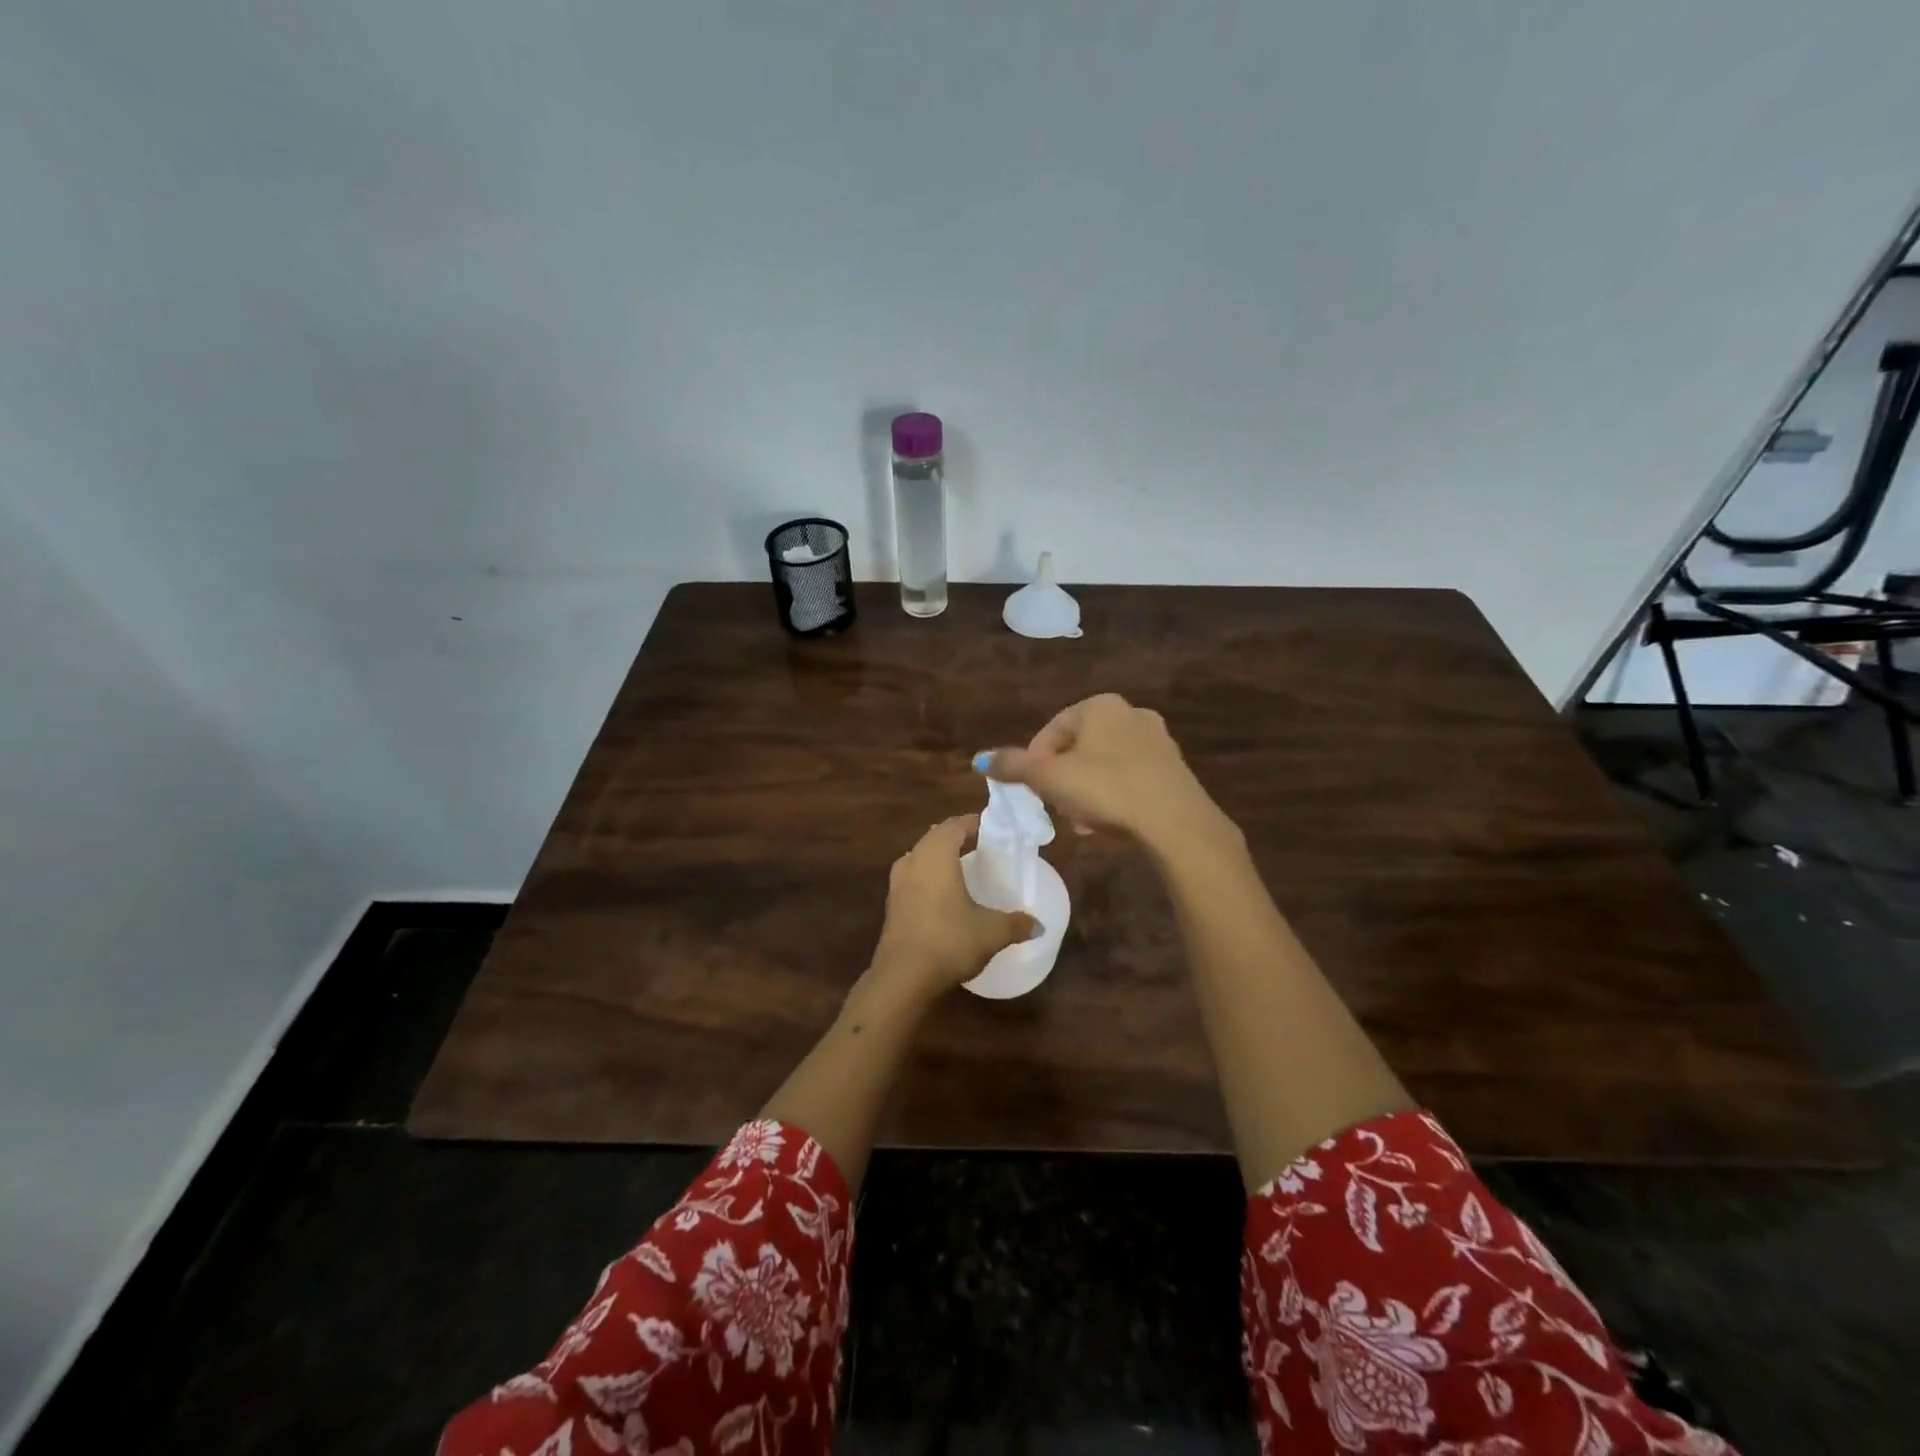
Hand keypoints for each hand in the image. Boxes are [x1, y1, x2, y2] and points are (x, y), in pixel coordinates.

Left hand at [866, 815, 1039, 1002]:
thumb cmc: (949, 941)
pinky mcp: (891, 904)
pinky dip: (928, 877)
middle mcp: (913, 860)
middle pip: (935, 837)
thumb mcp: (991, 932)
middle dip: (957, 837)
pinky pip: (912, 877)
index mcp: (936, 855)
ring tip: (962, 867)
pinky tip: (943, 894)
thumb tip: (1039, 925)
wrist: (902, 977)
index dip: (974, 823)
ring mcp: (897, 883)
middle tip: (982, 845)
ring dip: (939, 857)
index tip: (993, 829)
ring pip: (920, 856)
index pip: (955, 825)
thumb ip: (1016, 924)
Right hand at [982, 694, 1226, 848]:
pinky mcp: (1173, 769)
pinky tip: (1107, 824)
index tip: (1030, 789)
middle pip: (1079, 748)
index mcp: (1100, 706)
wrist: (1174, 820)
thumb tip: (979, 759)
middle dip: (1062, 779)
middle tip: (1054, 806)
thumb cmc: (1105, 788)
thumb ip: (1013, 766)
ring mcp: (1157, 741)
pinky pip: (1130, 779)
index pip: (1053, 728)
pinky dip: (1113, 797)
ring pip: (1104, 765)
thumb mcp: (1050, 778)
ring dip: (1085, 792)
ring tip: (1079, 822)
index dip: (1034, 760)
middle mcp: (1131, 714)